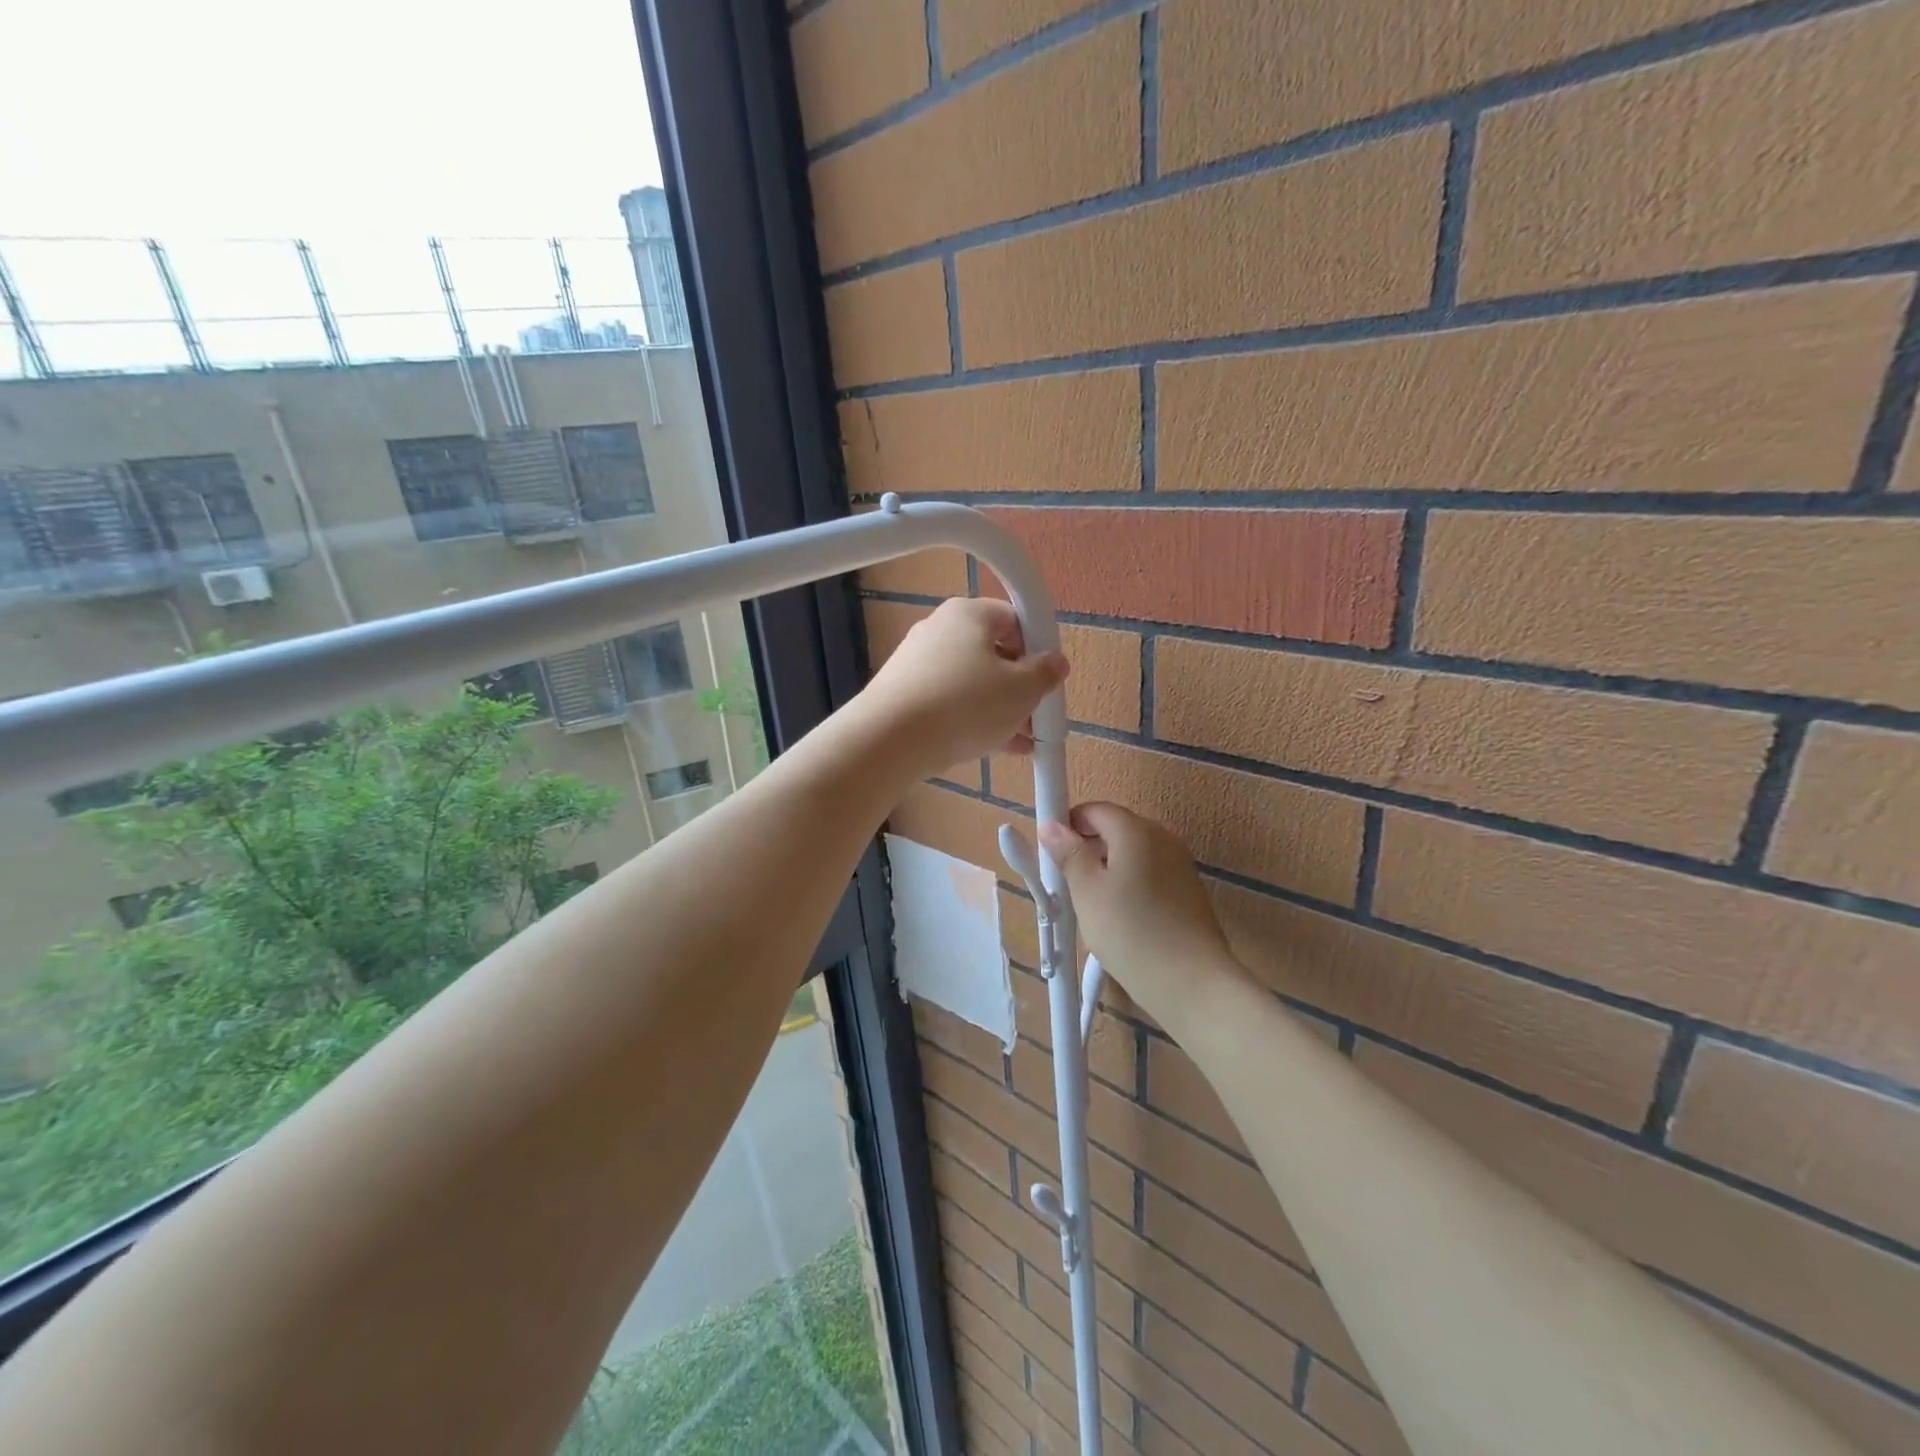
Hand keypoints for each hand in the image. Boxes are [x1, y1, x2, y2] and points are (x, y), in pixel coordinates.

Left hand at [856, 598, 1068, 782]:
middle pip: (993, 652)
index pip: (1015, 618)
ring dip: (999, 709)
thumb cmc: (964, 705)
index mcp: (969, 613)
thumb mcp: (1020, 691)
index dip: (1038, 648)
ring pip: (971, 681)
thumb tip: (1055, 662)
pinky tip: (991, 747)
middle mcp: (939, 628)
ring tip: (1020, 742)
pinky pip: (948, 700)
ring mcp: (916, 661)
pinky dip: (970, 718)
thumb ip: (1045, 674)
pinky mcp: (903, 691)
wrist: (888, 740)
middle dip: (1019, 686)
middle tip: (1036, 717)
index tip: (1047, 679)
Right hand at [1038, 803, 1241, 1019]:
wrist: (1193, 983)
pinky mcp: (1189, 890)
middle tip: (1068, 881)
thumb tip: (1052, 826)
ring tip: (1092, 904)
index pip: (1096, 809)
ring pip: (1133, 853)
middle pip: (1116, 828)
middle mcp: (1163, 838)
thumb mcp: (1087, 892)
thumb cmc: (1130, 931)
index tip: (1052, 853)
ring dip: (1109, 867)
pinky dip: (1130, 884)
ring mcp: (1180, 864)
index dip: (1069, 824)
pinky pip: (1150, 874)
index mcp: (1136, 830)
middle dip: (1088, 846)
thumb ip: (1069, 854)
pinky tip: (1122, 917)